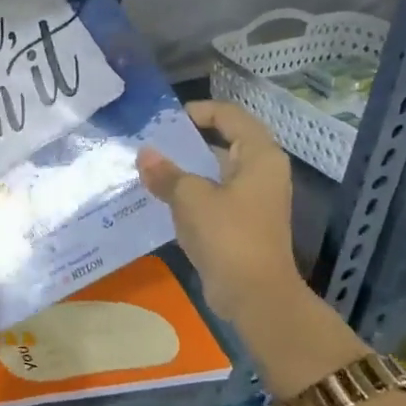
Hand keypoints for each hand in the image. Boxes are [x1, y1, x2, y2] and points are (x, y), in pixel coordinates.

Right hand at [136, 100, 305, 323]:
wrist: (255, 295)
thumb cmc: (228, 235)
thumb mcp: (190, 198)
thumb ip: (166, 173)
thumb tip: (144, 154)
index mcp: (259, 156)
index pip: (229, 115)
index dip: (197, 111)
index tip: (164, 120)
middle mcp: (261, 171)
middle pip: (223, 142)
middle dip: (186, 142)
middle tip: (150, 143)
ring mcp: (253, 198)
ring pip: (215, 171)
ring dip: (185, 170)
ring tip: (149, 169)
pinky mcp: (243, 222)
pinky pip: (213, 196)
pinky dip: (190, 194)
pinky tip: (160, 199)